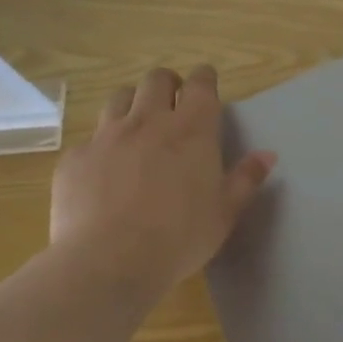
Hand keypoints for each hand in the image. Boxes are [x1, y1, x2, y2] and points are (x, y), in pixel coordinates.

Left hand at [49, 65, 275, 297]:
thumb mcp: (224, 213)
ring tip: (137, 127)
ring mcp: (107, 136)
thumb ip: (245, 179)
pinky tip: (103, 172)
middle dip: (167, 84)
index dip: (204, 78)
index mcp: (192, 130)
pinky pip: (89, 139)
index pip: (201, 84)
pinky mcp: (75, 158)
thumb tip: (267, 155)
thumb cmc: (179, 238)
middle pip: (156, 80)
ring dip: (132, 104)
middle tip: (172, 103)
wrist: (107, 262)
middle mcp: (148, 121)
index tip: (206, 84)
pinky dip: (101, 147)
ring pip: (119, 98)